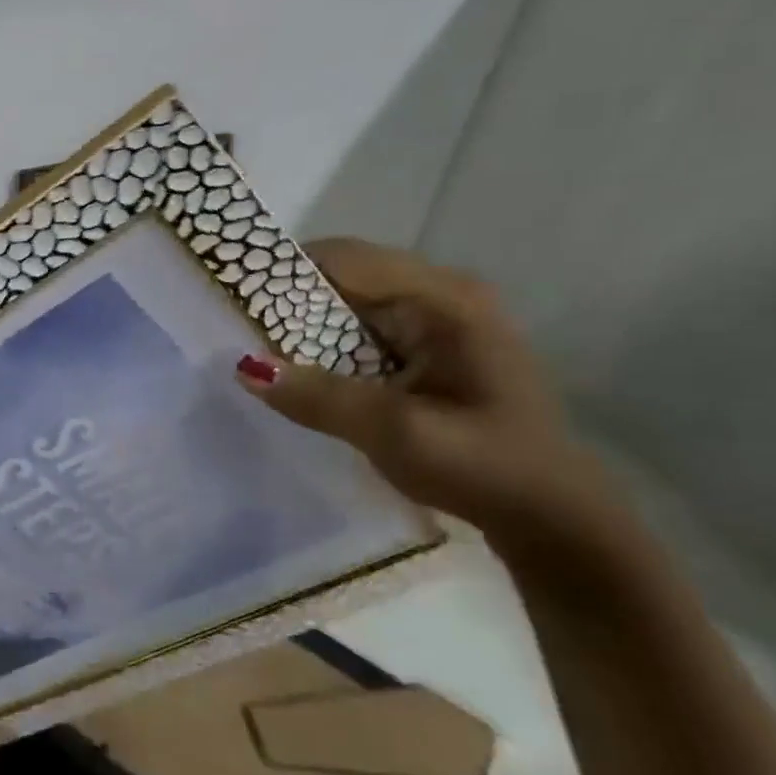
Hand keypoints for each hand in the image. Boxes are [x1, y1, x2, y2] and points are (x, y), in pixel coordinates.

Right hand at [235, 238, 616, 538]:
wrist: (548, 515)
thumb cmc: (483, 467)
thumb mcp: (397, 434)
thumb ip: (322, 397)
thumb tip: (246, 368)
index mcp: (444, 300)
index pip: (344, 259)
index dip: (283, 270)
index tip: (228, 291)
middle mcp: (439, 295)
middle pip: (342, 274)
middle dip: (284, 296)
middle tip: (228, 322)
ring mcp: (433, 320)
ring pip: (345, 302)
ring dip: (298, 321)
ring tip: (247, 343)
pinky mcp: (423, 347)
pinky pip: (355, 327)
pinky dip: (319, 341)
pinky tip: (292, 366)